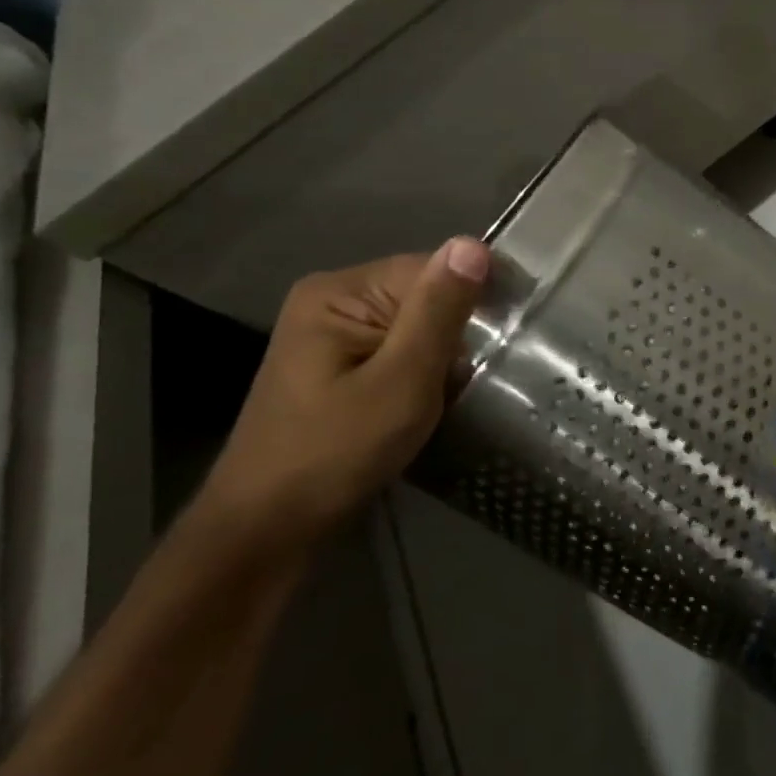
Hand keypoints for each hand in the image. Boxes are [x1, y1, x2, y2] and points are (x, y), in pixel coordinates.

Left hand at [202, 237, 489, 551]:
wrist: (267, 531)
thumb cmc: (336, 452)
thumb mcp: (401, 380)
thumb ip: (438, 311)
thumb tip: (473, 244)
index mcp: (339, 291)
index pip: (432, 269)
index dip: (474, 300)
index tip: (508, 341)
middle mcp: (331, 300)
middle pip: (424, 294)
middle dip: (457, 332)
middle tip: (473, 379)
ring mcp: (332, 334)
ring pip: (416, 324)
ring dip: (442, 355)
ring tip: (456, 392)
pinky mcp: (338, 365)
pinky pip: (399, 348)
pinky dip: (423, 370)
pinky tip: (431, 400)